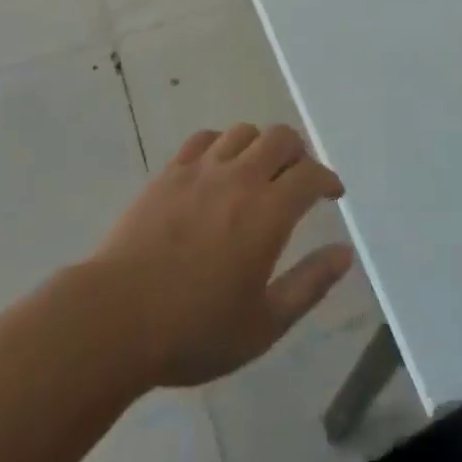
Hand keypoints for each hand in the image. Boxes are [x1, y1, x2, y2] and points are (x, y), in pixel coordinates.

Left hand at [88, 124, 354, 389]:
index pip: (310, 174)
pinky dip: (221, 145)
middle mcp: (239, 178)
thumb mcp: (264, 325)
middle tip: (298, 177)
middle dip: (299, 152)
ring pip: (243, 131)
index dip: (327, 179)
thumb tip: (345, 253)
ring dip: (260, 145)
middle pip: (280, 137)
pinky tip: (218, 167)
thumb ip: (310, 284)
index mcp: (268, 212)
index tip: (332, 193)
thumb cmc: (194, 330)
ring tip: (259, 170)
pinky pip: (204, 138)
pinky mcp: (170, 172)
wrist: (116, 318)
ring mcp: (201, 170)